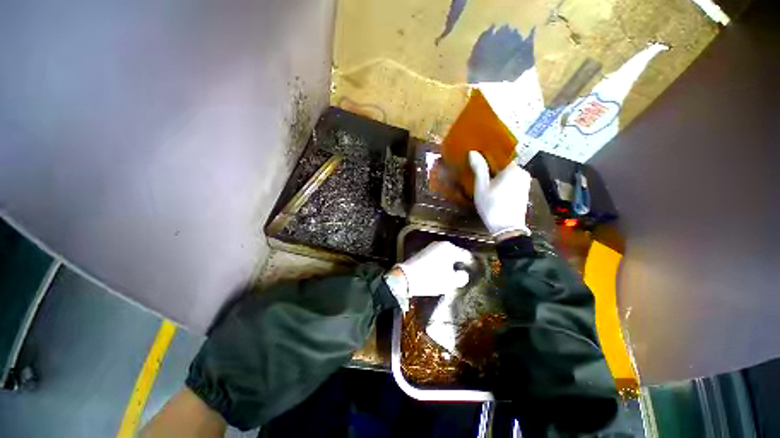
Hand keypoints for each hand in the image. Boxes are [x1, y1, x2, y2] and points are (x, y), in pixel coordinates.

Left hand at [387, 242, 472, 310]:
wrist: (406, 277)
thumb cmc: (432, 278)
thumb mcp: (450, 281)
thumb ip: (462, 277)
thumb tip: (463, 274)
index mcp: (450, 248)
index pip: (466, 255)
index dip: (472, 264)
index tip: (475, 272)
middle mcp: (441, 244)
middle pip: (455, 254)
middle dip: (460, 264)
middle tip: (463, 275)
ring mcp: (431, 247)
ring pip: (445, 255)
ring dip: (450, 264)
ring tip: (452, 275)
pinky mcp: (423, 252)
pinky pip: (437, 257)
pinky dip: (441, 263)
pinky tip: (440, 272)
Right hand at [469, 151, 530, 238]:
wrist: (506, 228)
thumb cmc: (492, 206)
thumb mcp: (481, 187)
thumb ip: (479, 168)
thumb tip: (473, 152)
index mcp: (513, 169)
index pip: (501, 155)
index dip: (488, 156)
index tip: (478, 159)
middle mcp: (522, 173)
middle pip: (504, 165)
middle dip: (492, 167)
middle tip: (479, 171)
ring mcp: (525, 183)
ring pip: (508, 174)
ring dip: (497, 175)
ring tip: (484, 180)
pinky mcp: (524, 192)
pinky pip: (512, 181)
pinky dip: (503, 182)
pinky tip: (494, 189)